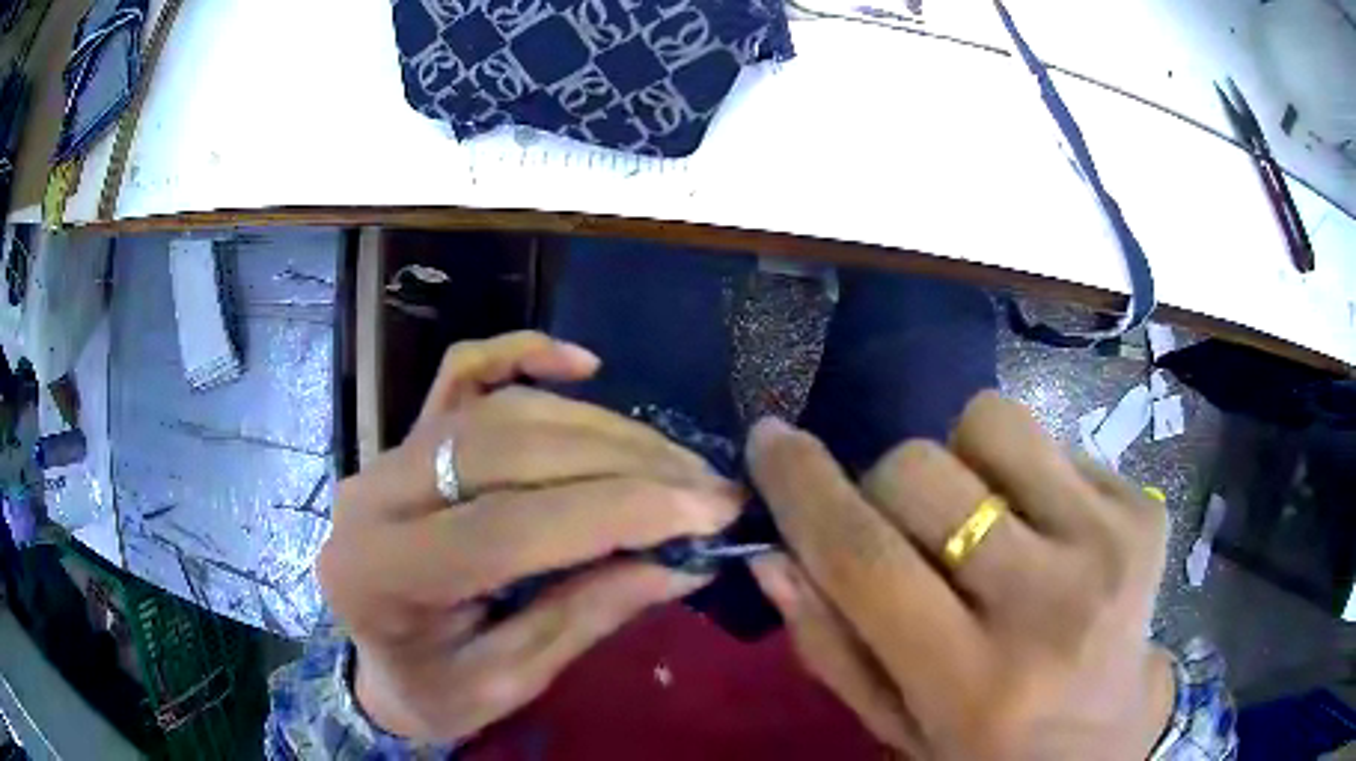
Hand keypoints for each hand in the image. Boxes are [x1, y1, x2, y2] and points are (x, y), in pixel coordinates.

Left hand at [318, 332, 740, 741]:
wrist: (372, 665)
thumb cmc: (430, 689)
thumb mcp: (505, 683)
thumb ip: (584, 617)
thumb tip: (681, 562)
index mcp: (388, 575)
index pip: (510, 526)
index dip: (617, 512)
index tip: (708, 512)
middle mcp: (378, 494)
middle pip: (509, 449)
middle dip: (624, 463)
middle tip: (706, 486)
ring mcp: (388, 453)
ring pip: (502, 410)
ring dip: (601, 428)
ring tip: (673, 462)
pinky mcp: (408, 436)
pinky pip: (463, 374)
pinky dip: (524, 355)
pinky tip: (583, 364)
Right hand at [747, 391, 1173, 759]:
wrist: (1104, 739)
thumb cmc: (986, 749)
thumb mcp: (895, 724)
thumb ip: (831, 646)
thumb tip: (775, 554)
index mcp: (973, 683)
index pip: (866, 560)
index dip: (803, 488)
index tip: (769, 440)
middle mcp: (1051, 606)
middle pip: (921, 471)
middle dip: (888, 489)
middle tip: (913, 538)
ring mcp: (1110, 544)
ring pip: (992, 422)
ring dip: (964, 464)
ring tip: (988, 524)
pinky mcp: (1145, 509)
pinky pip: (1051, 442)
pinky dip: (1027, 478)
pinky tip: (1046, 537)